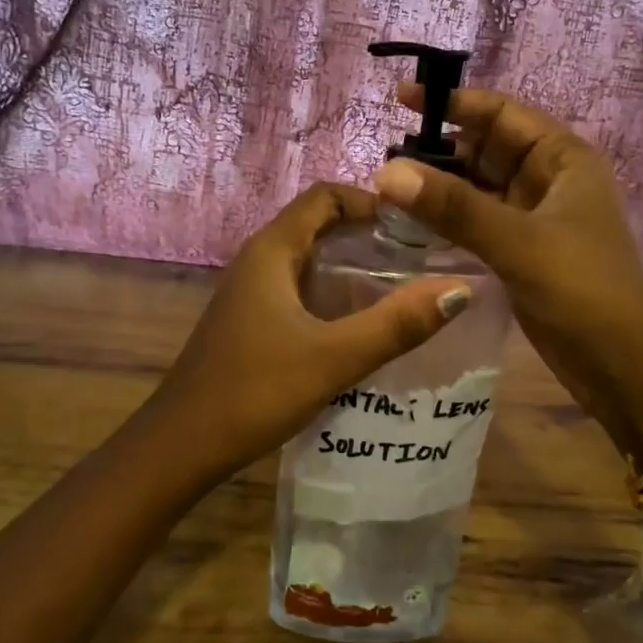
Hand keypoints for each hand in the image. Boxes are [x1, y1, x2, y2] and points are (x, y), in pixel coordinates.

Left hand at [137, 183, 470, 482]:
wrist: (182, 446)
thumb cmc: (254, 392)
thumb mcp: (333, 358)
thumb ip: (396, 324)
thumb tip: (460, 289)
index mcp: (272, 251)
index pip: (325, 196)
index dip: (371, 200)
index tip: (417, 225)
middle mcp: (259, 261)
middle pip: (319, 224)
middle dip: (369, 233)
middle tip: (421, 257)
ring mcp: (252, 292)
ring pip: (310, 260)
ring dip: (353, 265)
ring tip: (404, 287)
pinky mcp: (252, 321)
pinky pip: (300, 289)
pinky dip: (334, 293)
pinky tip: (362, 325)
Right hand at [374, 86, 642, 464]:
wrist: (623, 366)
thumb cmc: (584, 289)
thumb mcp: (519, 241)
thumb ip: (454, 207)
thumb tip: (386, 172)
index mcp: (563, 159)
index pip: (503, 114)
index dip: (455, 102)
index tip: (402, 99)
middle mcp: (549, 181)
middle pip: (487, 149)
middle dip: (440, 147)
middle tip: (384, 154)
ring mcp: (534, 219)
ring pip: (478, 188)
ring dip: (440, 185)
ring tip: (388, 186)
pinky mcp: (521, 253)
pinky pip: (477, 222)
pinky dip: (448, 219)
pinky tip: (411, 222)